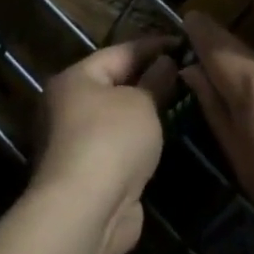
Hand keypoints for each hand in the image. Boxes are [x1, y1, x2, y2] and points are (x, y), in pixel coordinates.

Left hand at [31, 36, 178, 253]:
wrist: (86, 210)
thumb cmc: (112, 141)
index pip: (119, 52)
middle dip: (148, 77)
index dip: (153, 45)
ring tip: (181, 101)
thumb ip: (155, 80)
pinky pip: (118, 145)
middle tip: (186, 71)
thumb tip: (164, 63)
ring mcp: (75, 142)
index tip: (184, 43)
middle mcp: (67, 107)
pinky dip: (139, 140)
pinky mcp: (88, 173)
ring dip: (144, 111)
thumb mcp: (141, 103)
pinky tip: (163, 138)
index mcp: (74, 79)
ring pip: (116, 117)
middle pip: (113, 84)